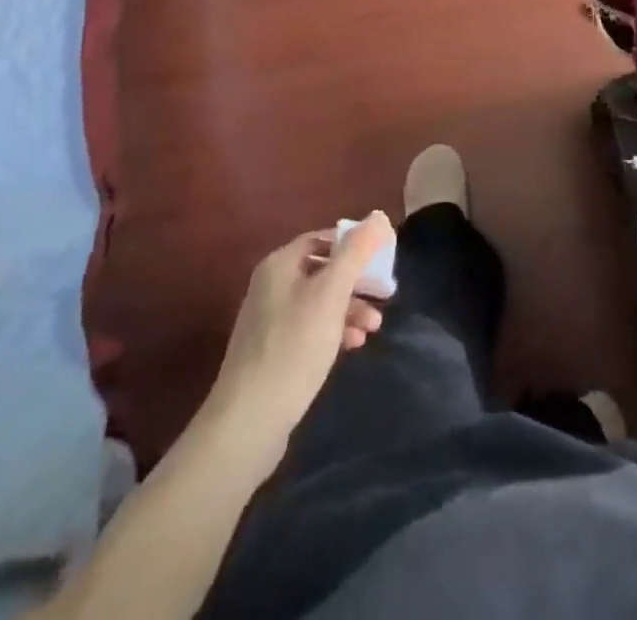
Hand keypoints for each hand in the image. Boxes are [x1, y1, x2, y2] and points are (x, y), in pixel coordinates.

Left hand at [203, 212, 392, 468]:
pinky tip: (353, 346)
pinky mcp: (274, 353)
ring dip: (350, 308)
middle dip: (357, 281)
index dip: (354, 244)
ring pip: (319, 302)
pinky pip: (310, 328)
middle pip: (323, 270)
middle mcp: (271, 286)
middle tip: (386, 294)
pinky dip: (334, 331)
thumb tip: (378, 215)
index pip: (323, 238)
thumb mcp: (331, 294)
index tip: (382, 259)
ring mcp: (270, 321)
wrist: (249, 420)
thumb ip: (356, 253)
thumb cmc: (294, 346)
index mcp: (280, 265)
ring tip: (374, 327)